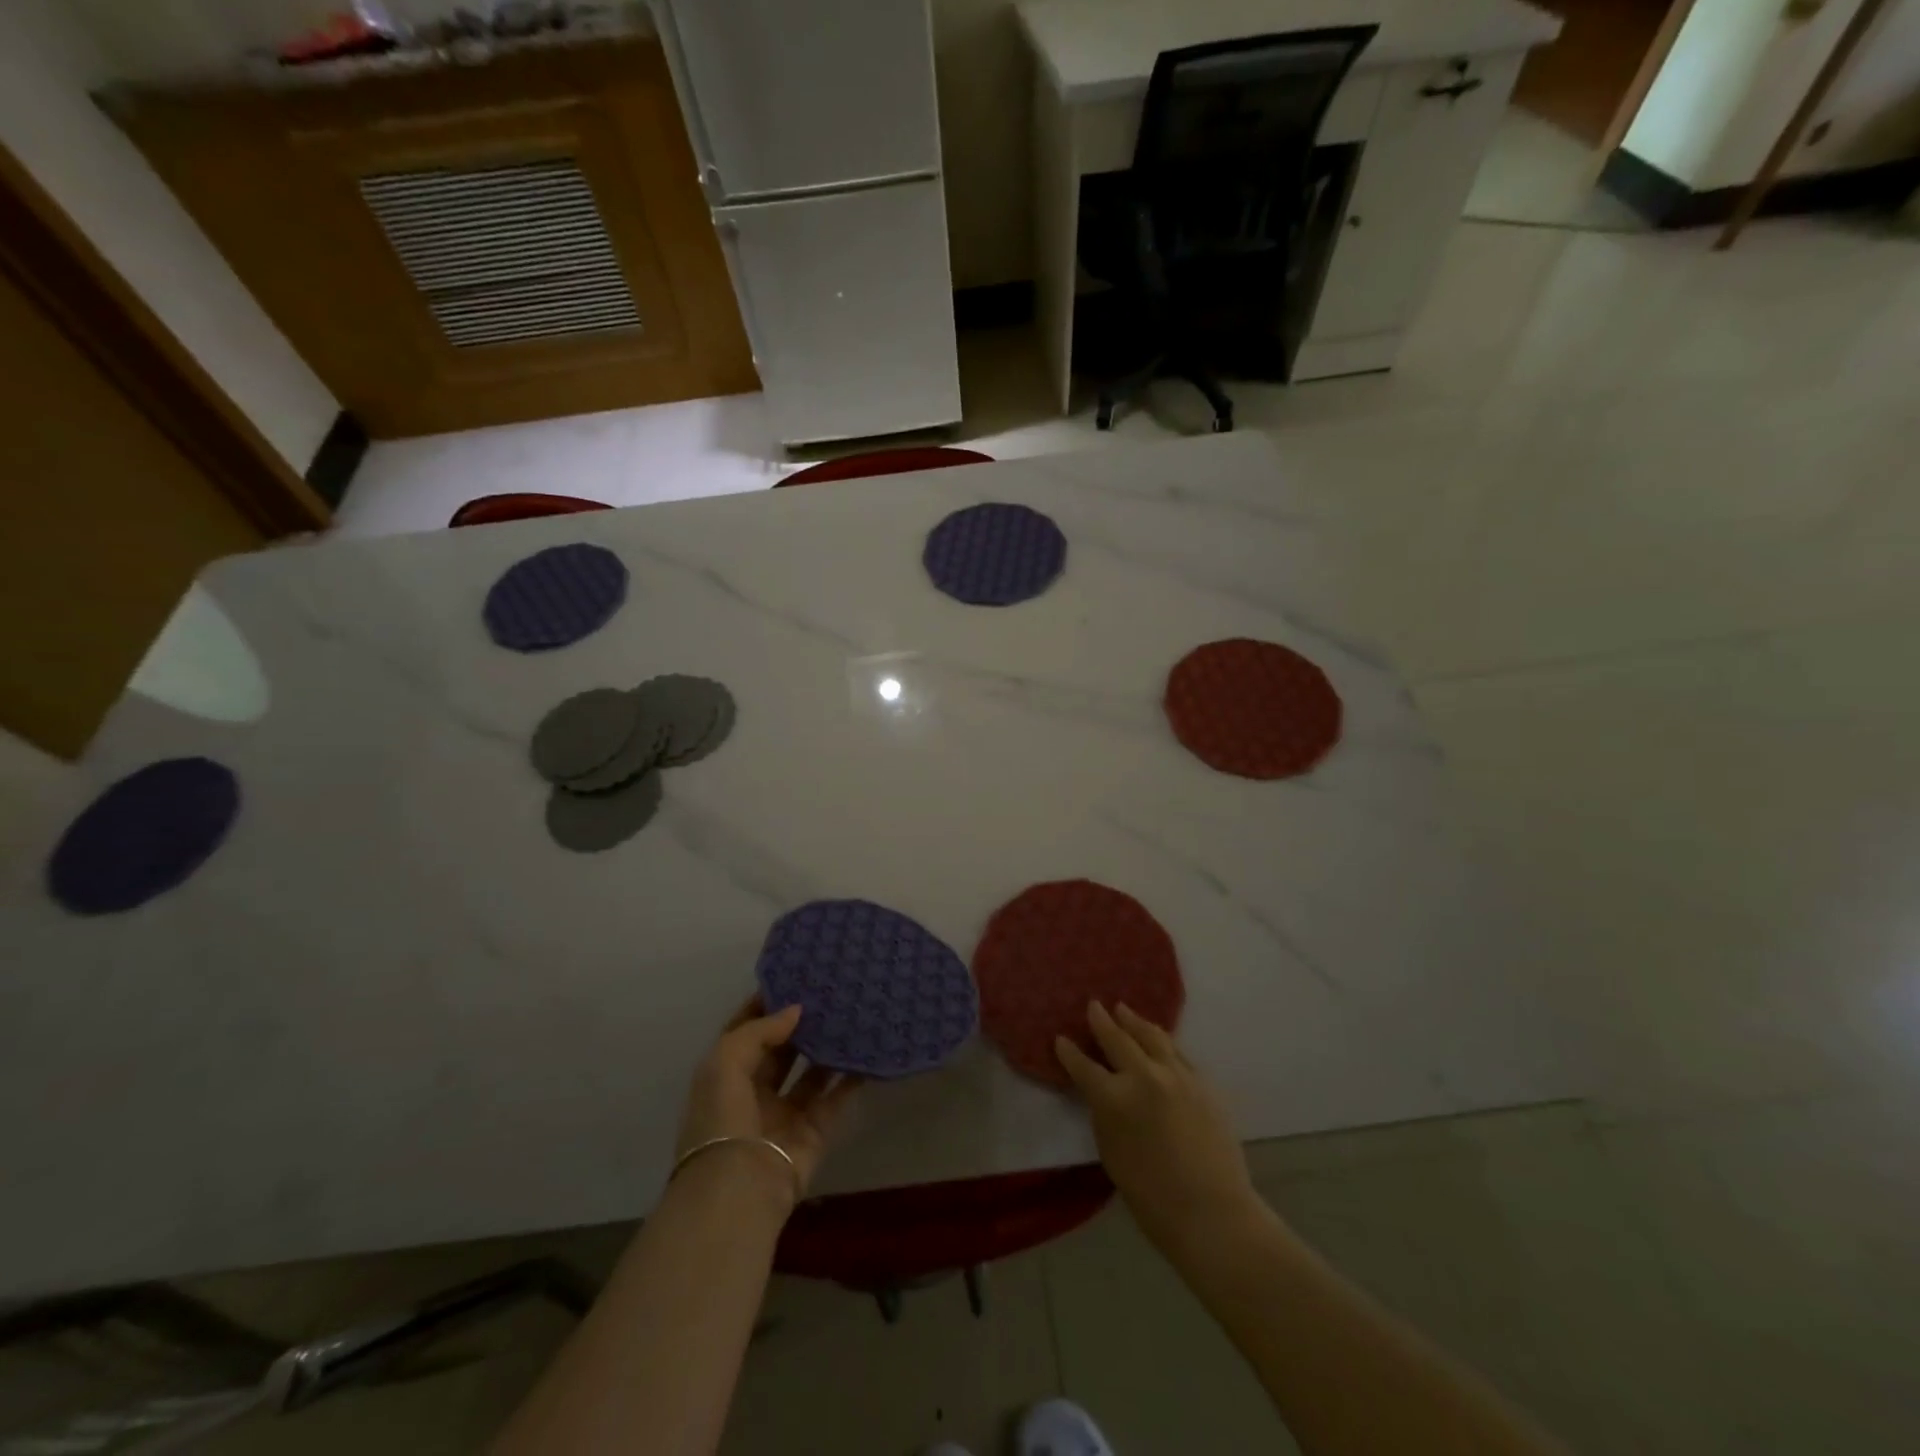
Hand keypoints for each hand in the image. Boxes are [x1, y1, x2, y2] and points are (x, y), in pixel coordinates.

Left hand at [676, 997, 859, 1209]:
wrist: (740, 1189)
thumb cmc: (723, 1119)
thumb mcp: (725, 1062)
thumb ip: (760, 1030)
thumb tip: (796, 1010)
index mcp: (724, 1075)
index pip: (745, 1031)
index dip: (765, 1005)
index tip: (794, 977)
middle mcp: (753, 1092)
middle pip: (781, 1050)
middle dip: (800, 1024)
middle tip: (830, 992)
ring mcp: (784, 1114)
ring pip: (810, 1072)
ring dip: (827, 1047)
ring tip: (852, 1014)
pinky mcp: (813, 1132)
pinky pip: (835, 1098)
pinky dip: (851, 1078)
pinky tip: (868, 1051)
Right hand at [1056, 1001, 1259, 1253]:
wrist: (1212, 1212)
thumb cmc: (1151, 1195)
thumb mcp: (1111, 1152)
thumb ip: (1104, 1113)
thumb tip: (1104, 1091)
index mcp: (1114, 1097)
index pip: (1083, 1066)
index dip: (1069, 1053)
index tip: (1061, 1039)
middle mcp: (1144, 1076)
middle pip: (1118, 1039)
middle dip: (1102, 1021)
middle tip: (1094, 1006)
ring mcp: (1177, 1075)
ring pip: (1152, 1036)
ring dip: (1134, 1022)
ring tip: (1124, 1010)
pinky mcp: (1202, 1082)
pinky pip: (1177, 1053)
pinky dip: (1162, 1042)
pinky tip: (1158, 1040)